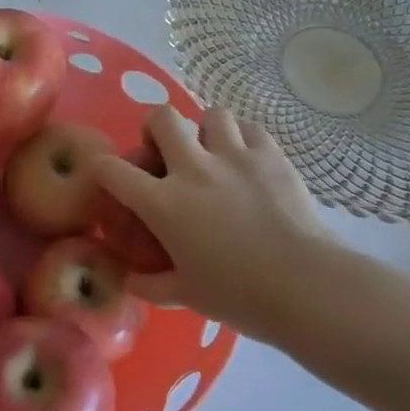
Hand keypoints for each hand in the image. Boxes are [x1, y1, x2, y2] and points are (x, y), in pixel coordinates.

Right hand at [93, 105, 337, 341]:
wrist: (307, 287)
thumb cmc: (239, 295)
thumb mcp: (185, 296)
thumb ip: (150, 284)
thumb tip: (129, 280)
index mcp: (163, 203)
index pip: (111, 169)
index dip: (101, 168)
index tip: (109, 178)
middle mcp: (192, 169)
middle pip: (161, 118)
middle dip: (156, 129)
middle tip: (166, 153)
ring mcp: (234, 157)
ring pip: (210, 114)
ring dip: (204, 130)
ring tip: (212, 153)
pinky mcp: (272, 156)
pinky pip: (250, 128)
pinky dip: (243, 138)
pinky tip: (247, 160)